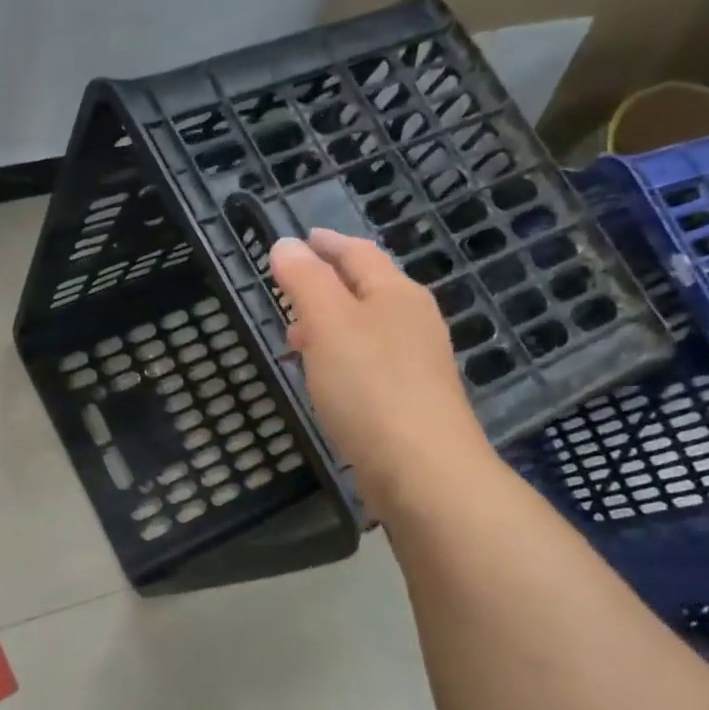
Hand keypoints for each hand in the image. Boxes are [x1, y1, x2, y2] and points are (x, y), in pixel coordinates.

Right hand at [269, 228, 497, 516]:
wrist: (423, 469)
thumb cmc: (370, 387)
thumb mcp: (328, 324)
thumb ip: (305, 281)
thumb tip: (285, 244)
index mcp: (395, 293)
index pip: (357, 253)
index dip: (325, 243)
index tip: (300, 240)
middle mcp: (412, 319)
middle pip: (366, 288)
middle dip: (326, 284)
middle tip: (288, 291)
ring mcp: (417, 360)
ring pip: (367, 326)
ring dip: (331, 323)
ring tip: (296, 339)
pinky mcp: (411, 397)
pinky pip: (370, 360)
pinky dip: (342, 355)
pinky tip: (326, 378)